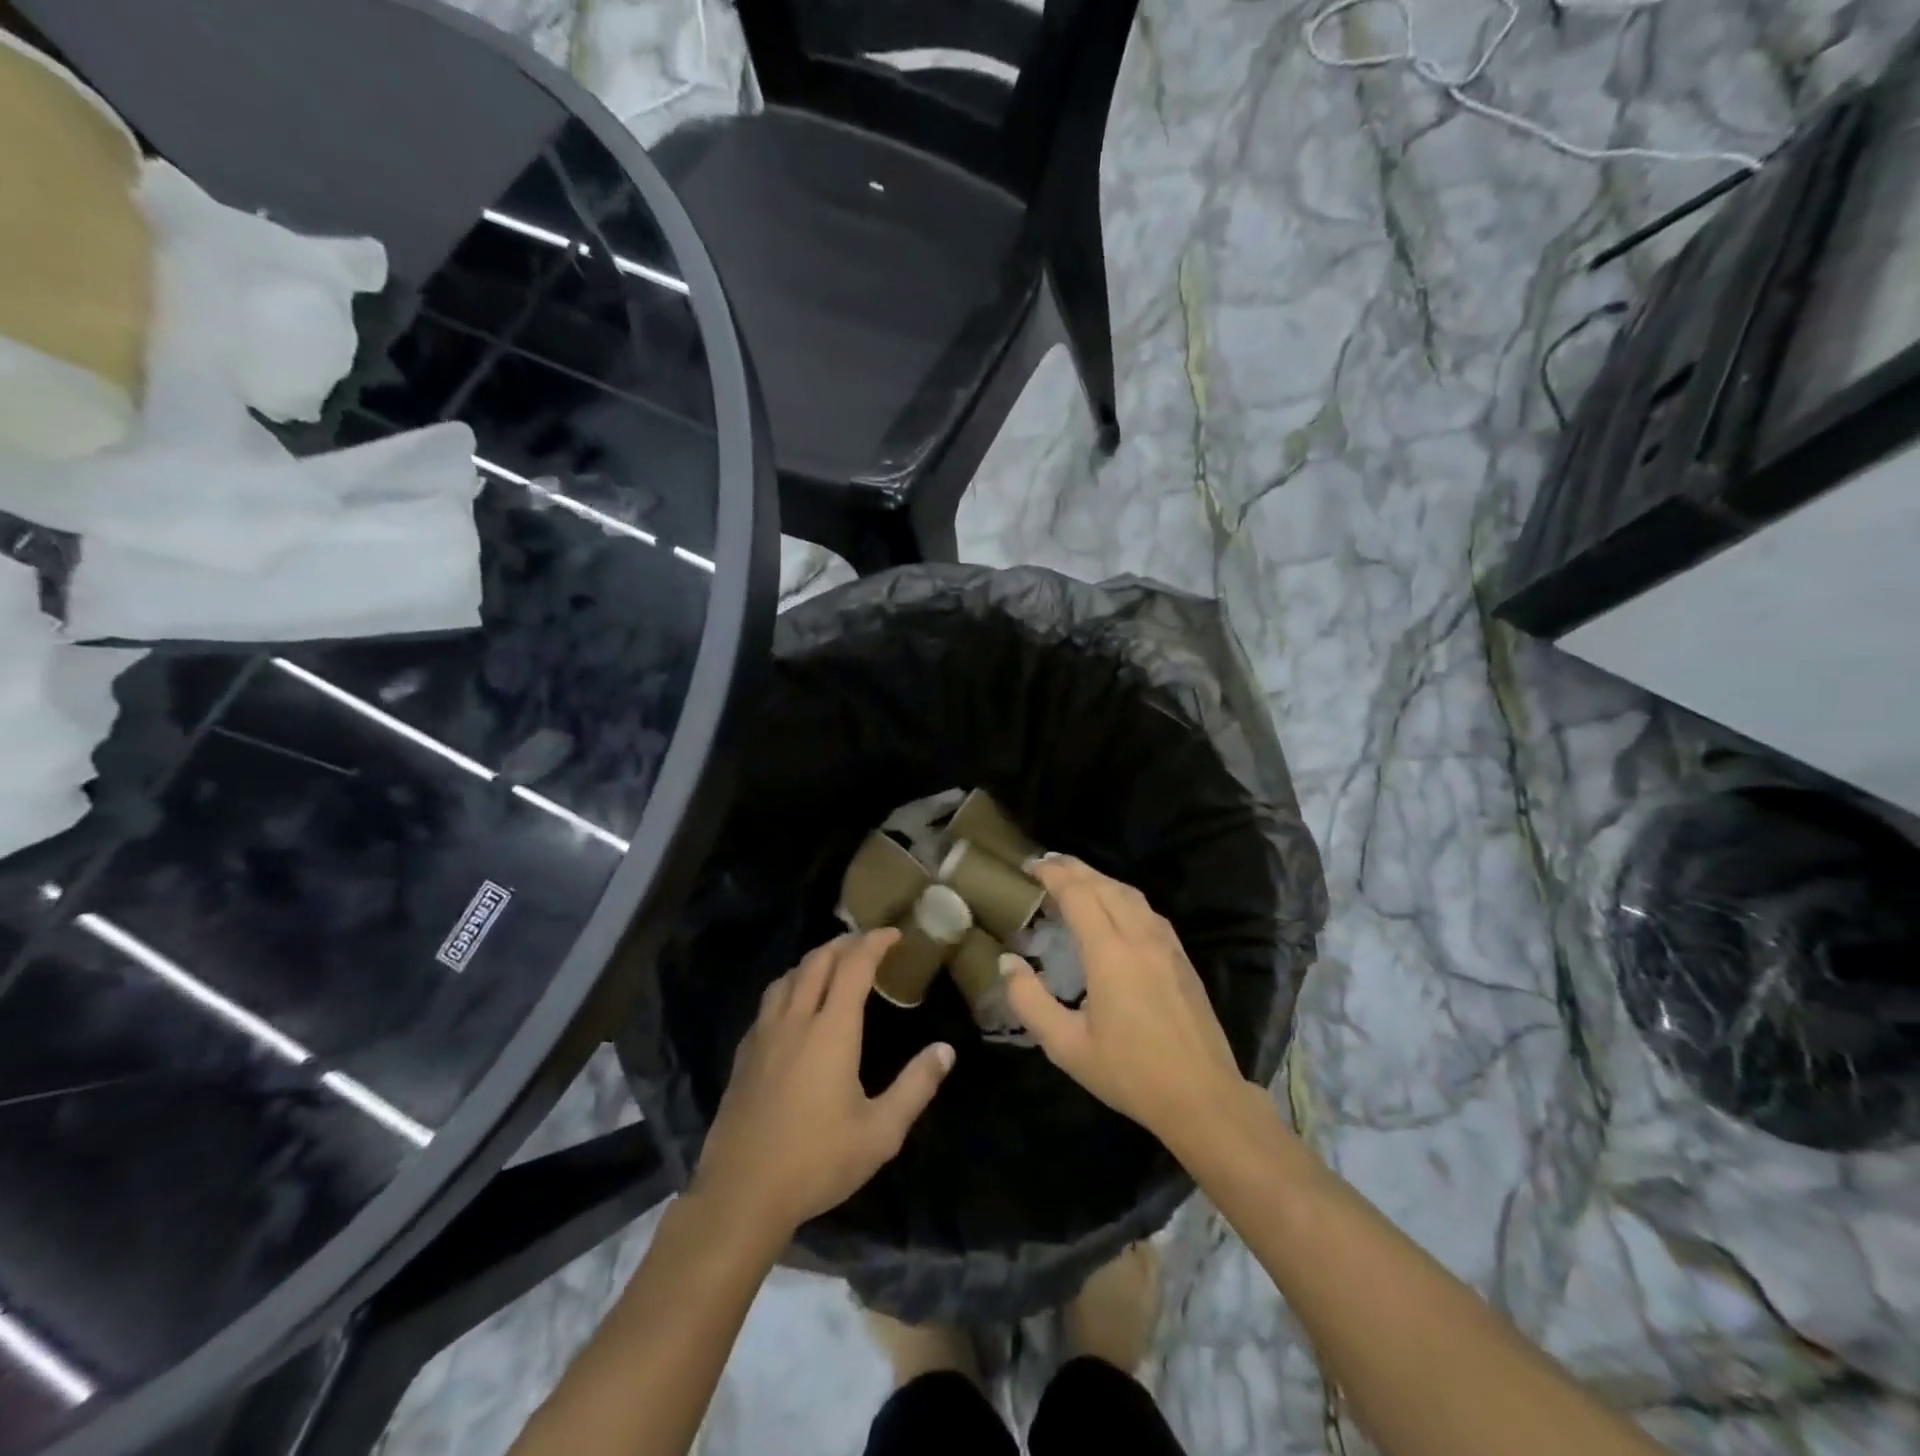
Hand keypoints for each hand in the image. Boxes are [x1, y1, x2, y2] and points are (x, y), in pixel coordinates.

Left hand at [691, 929, 954, 1246]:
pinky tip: (794, 1008)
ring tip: (832, 967)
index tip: (894, 934)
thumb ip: (916, 1086)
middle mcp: (795, 1021)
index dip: (874, 942)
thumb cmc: (817, 1161)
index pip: (853, 966)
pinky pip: (769, 1002)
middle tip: (867, 944)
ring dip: (813, 961)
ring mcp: (764, 1036)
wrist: (742, 1195)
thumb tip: (946, 1050)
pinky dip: (790, 987)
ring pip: (788, 977)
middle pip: (817, 961)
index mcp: (831, 1031)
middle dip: (844, 943)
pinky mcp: (744, 1055)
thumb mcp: (881, 1132)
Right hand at [1003, 857, 1245, 1146]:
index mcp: (1110, 952)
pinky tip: (1114, 909)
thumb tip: (1007, 963)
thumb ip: (1029, 1001)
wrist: (1203, 1096)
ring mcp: (1166, 944)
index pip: (1077, 893)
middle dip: (1073, 868)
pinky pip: (1147, 909)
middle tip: (1045, 864)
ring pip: (1129, 893)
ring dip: (1099, 879)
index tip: (1029, 866)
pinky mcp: (1181, 956)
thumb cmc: (1130, 1073)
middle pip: (1104, 884)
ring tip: (1075, 880)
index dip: (1052, 874)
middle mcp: (1140, 936)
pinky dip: (1122, 896)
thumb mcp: (1066, 1046)